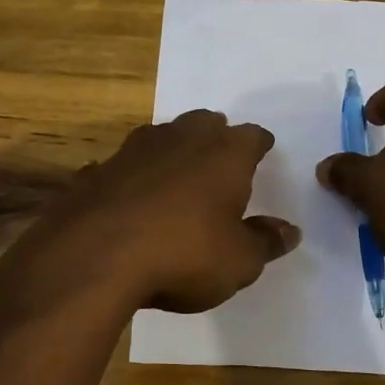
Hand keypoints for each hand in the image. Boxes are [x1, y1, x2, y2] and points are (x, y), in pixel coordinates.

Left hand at [0, 111, 299, 315]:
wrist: (94, 257)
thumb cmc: (183, 254)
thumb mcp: (239, 261)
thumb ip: (265, 242)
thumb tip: (289, 231)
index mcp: (224, 153)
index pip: (252, 136)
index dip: (259, 145)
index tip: (263, 151)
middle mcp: (181, 139)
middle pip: (205, 123)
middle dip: (215, 136)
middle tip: (221, 156)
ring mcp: (133, 151)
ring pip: (162, 137)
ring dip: (172, 151)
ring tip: (177, 173)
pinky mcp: (96, 171)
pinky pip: (122, 167)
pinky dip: (131, 178)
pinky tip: (129, 198)